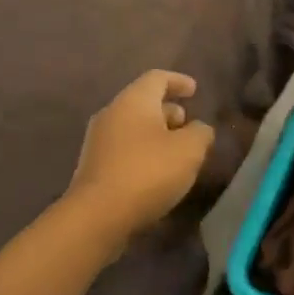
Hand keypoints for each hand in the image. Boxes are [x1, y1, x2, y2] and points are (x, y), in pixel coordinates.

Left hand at [65, 70, 214, 241]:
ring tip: (176, 152)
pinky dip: (143, 153)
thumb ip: (200, 133)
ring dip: (156, 134)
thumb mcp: (189, 150)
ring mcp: (98, 141)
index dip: (178, 81)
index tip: (194, 90)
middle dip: (168, 111)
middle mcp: (112, 113)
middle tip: (188, 125)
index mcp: (133, 100)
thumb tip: (198, 129)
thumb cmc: (148, 172)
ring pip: (133, 127)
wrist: (97, 216)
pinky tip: (156, 173)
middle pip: (143, 102)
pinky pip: (124, 149)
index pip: (157, 78)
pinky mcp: (93, 167)